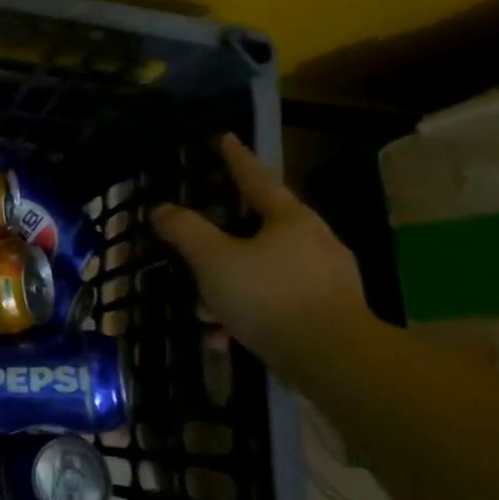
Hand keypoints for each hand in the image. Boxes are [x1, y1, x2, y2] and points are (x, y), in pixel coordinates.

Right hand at [153, 135, 370, 371]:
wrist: (335, 361)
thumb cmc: (270, 297)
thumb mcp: (214, 261)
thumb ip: (186, 231)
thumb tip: (162, 209)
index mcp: (290, 220)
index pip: (257, 179)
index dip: (237, 159)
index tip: (227, 138)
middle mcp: (315, 242)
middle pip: (262, 228)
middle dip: (225, 239)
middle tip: (201, 243)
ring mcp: (329, 279)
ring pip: (267, 271)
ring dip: (233, 286)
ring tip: (204, 311)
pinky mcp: (332, 314)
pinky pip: (279, 302)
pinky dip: (251, 313)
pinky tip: (226, 338)